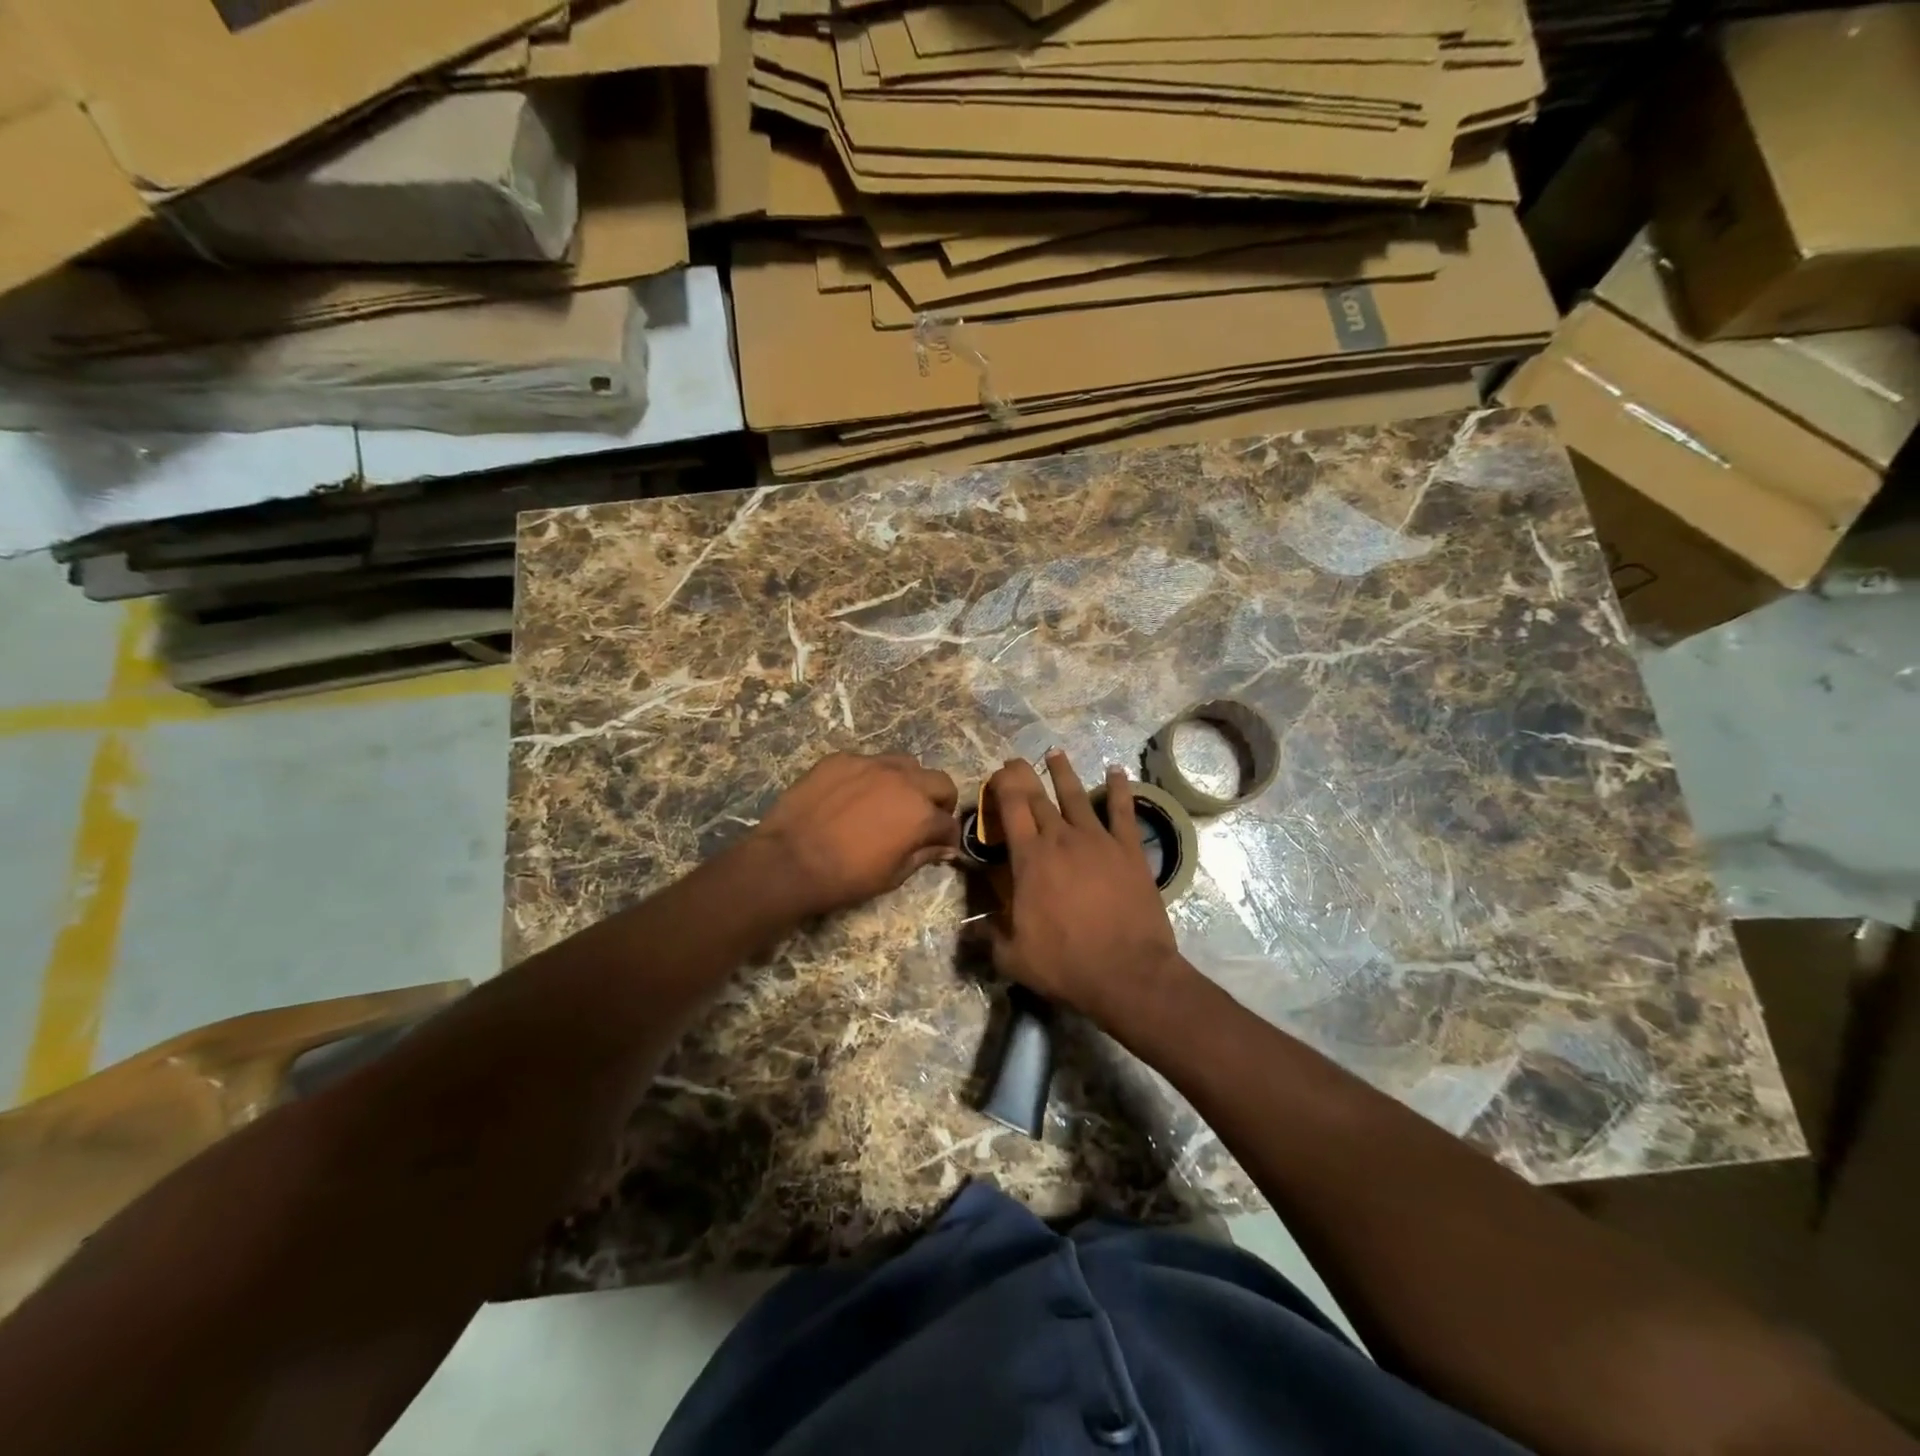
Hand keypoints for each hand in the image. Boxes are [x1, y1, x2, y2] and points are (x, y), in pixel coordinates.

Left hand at [752, 753, 960, 916]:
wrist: (789, 860)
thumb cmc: (845, 877)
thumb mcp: (892, 876)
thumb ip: (923, 855)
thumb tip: (946, 848)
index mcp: (921, 813)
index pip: (949, 822)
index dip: (948, 837)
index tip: (941, 845)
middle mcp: (904, 780)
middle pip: (939, 782)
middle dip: (940, 801)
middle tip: (925, 818)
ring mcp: (871, 764)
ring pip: (905, 763)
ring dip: (908, 781)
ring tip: (892, 800)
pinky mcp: (842, 758)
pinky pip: (868, 762)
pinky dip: (871, 777)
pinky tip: (854, 795)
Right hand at [986, 751, 1182, 1023]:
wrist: (1128, 972)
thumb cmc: (1065, 964)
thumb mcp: (1013, 957)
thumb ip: (988, 937)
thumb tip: (969, 927)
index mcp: (1029, 859)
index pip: (1011, 809)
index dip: (1002, 786)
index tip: (997, 773)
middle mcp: (1061, 839)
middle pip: (1039, 798)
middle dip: (1024, 776)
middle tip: (1017, 762)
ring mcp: (1098, 840)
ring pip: (1077, 796)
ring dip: (1064, 773)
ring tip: (1055, 753)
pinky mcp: (1129, 849)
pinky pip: (1123, 810)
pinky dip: (1119, 788)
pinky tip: (1117, 771)